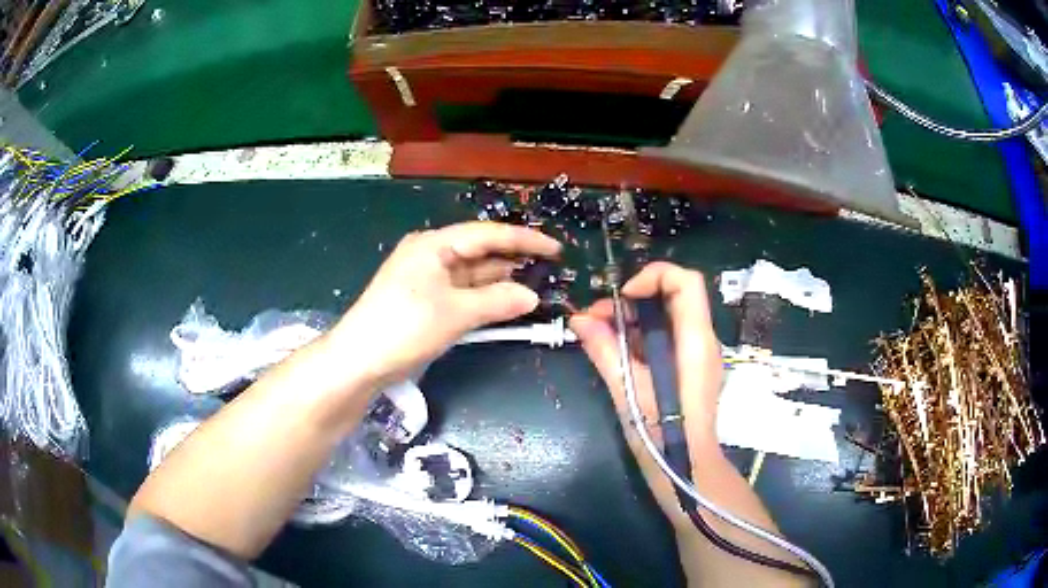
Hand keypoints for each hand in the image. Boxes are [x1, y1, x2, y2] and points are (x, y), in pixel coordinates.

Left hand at [328, 221, 560, 388]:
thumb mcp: (455, 313)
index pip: (487, 234)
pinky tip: (505, 302)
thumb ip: (497, 301)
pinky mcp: (424, 300)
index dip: (524, 240)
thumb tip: (532, 296)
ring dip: (499, 281)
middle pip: (479, 252)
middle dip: (512, 261)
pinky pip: (461, 292)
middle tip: (549, 270)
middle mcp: (430, 254)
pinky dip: (483, 298)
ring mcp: (426, 278)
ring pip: (471, 274)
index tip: (555, 249)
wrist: (358, 361)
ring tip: (535, 286)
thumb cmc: (405, 327)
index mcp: (434, 244)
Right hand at [569, 261, 722, 527]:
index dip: (652, 277)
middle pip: (674, 294)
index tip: (621, 299)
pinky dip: (640, 335)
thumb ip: (606, 352)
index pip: (685, 281)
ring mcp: (698, 354)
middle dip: (633, 298)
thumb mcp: (629, 393)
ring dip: (633, 317)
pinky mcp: (689, 367)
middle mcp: (702, 340)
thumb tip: (578, 319)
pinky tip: (615, 351)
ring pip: (667, 314)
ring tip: (599, 335)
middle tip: (597, 318)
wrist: (688, 470)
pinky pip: (666, 336)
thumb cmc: (662, 437)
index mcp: (694, 342)